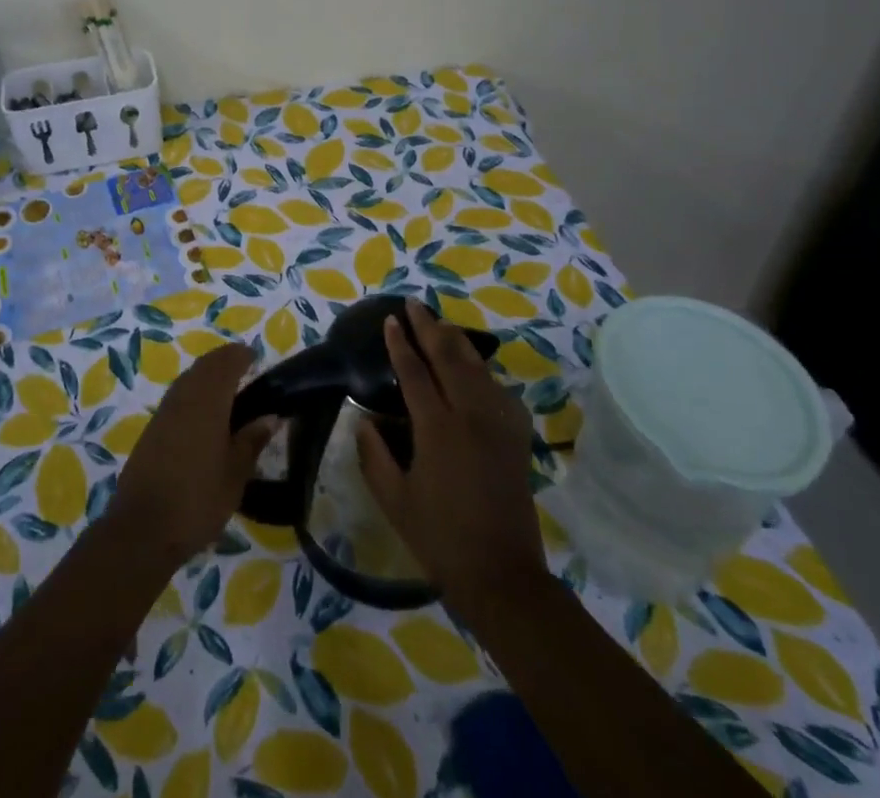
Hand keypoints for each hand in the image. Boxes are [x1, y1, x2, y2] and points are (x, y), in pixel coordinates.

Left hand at [106, 341, 276, 567]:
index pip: (225, 364)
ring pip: (188, 379)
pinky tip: (202, 412)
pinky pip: (177, 396)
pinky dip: (193, 391)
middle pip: (204, 366)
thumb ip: (251, 441)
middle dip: (223, 361)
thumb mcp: (235, 474)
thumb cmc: (198, 499)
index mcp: (207, 401)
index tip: (255, 357)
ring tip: (227, 387)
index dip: (240, 356)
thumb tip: (270, 416)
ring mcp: (164, 412)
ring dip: (206, 374)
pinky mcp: (152, 429)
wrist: (142, 528)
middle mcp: (183, 397)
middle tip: (243, 367)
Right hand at [356, 299, 547, 614]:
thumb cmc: (440, 538)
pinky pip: (499, 390)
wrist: (502, 574)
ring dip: (456, 341)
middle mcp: (470, 416)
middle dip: (428, 327)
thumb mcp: (393, 500)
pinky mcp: (516, 437)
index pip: (414, 372)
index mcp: (437, 429)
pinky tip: (475, 369)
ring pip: (477, 367)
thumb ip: (373, 455)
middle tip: (413, 304)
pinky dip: (482, 371)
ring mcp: (498, 424)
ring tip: (440, 324)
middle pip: (449, 357)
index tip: (389, 320)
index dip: (399, 344)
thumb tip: (363, 419)